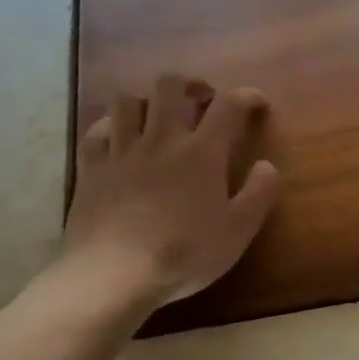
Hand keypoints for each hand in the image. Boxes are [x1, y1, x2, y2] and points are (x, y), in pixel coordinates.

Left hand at [54, 75, 280, 313]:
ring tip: (158, 117)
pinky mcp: (91, 169)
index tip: (256, 104)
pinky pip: (96, 132)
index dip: (246, 96)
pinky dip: (109, 127)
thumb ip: (259, 193)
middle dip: (190, 84)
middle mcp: (161, 139)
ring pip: (127, 100)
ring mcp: (121, 151)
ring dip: (147, 101)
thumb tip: (267, 165)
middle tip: (202, 100)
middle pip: (170, 86)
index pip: (229, 105)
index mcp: (202, 152)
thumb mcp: (238, 230)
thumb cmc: (184, 253)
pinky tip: (118, 139)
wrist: (113, 275)